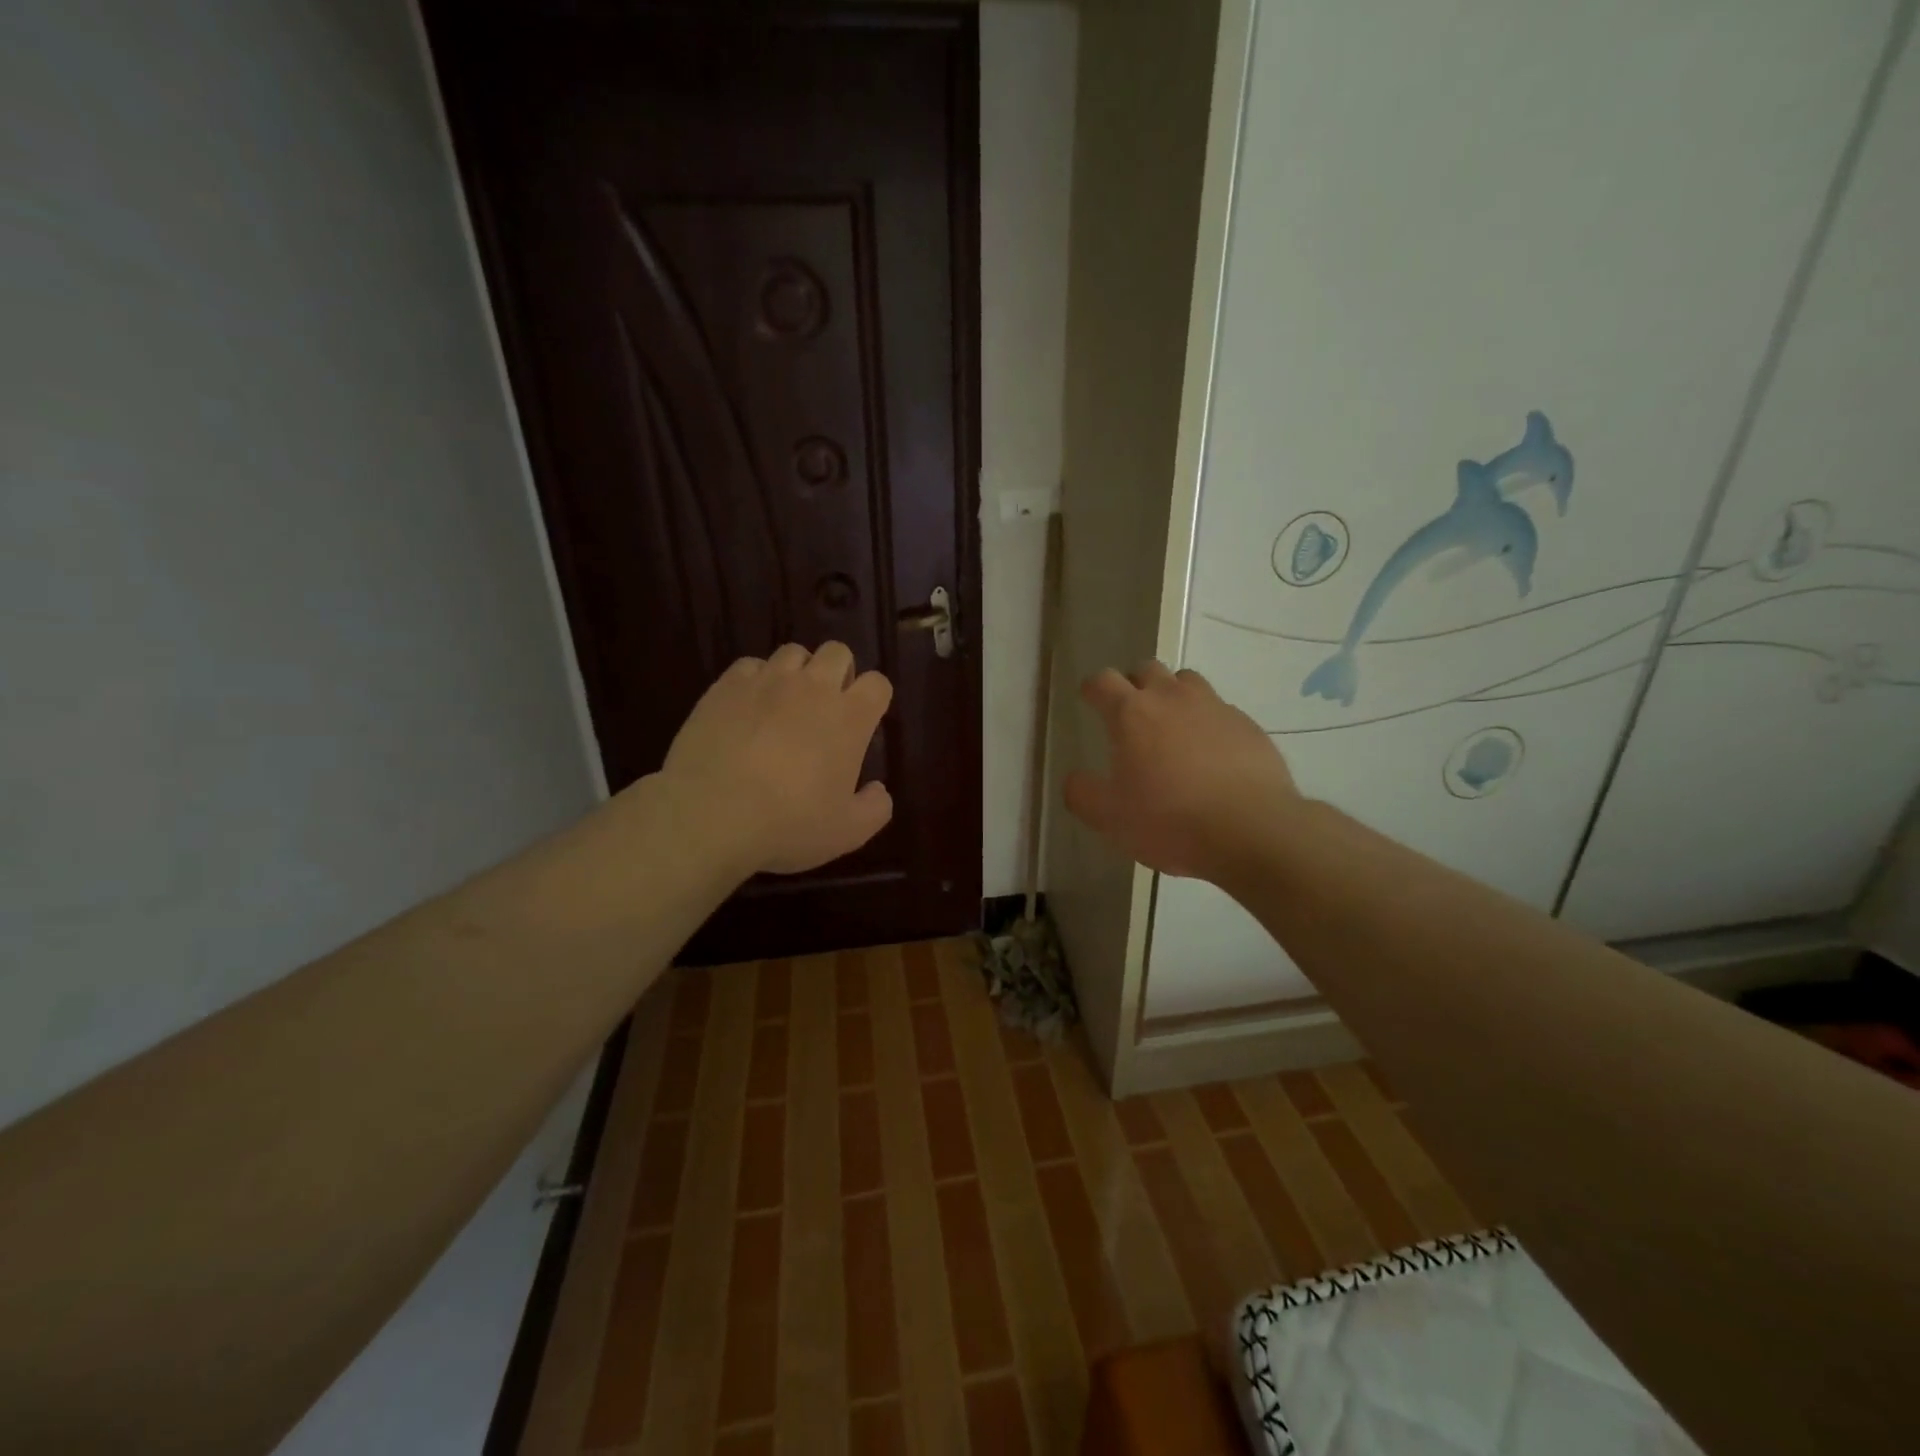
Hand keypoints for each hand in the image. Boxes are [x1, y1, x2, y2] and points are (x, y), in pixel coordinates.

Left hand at [660, 642, 894, 874]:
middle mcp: (813, 687)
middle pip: (838, 652)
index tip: (864, 720)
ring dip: (798, 671)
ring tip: (787, 700)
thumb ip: (875, 808)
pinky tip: (749, 705)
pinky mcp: (727, 685)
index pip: (877, 684)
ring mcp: (768, 681)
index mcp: (850, 718)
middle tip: (827, 706)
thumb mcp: (847, 832)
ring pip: (794, 652)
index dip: (874, 698)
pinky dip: (756, 679)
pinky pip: (751, 665)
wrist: (712, 814)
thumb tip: (879, 790)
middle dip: (839, 672)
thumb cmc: (789, 823)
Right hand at [1063, 661, 1298, 880]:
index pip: (1102, 680)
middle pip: (1147, 669)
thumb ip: (1082, 793)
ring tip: (1171, 728)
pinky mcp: (1248, 725)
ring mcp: (1214, 707)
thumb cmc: (1169, 821)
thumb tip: (1076, 778)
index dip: (1092, 688)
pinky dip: (1207, 722)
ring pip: (1187, 681)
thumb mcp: (1109, 817)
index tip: (1089, 700)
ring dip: (1173, 695)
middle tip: (1130, 713)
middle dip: (1133, 684)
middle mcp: (1172, 698)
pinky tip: (1210, 754)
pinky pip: (1220, 710)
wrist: (1252, 830)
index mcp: (1132, 713)